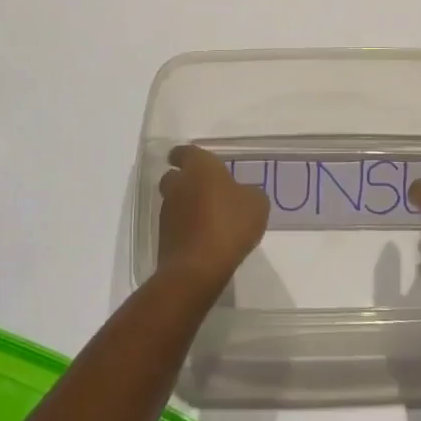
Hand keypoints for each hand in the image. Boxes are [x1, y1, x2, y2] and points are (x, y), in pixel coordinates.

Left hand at [155, 145, 268, 299]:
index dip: (187, 156)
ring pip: (174, 201)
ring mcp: (167, 212)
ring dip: (187, 205)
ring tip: (209, 218)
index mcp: (199, 167)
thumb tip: (242, 194)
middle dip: (186, 180)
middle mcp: (178, 184)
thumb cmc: (230, 225)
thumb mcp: (257, 204)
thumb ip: (248, 192)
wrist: (198, 269)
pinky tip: (204, 238)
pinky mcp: (163, 237)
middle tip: (206, 190)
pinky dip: (186, 227)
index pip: (184, 152)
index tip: (196, 162)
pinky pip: (175, 224)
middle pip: (174, 176)